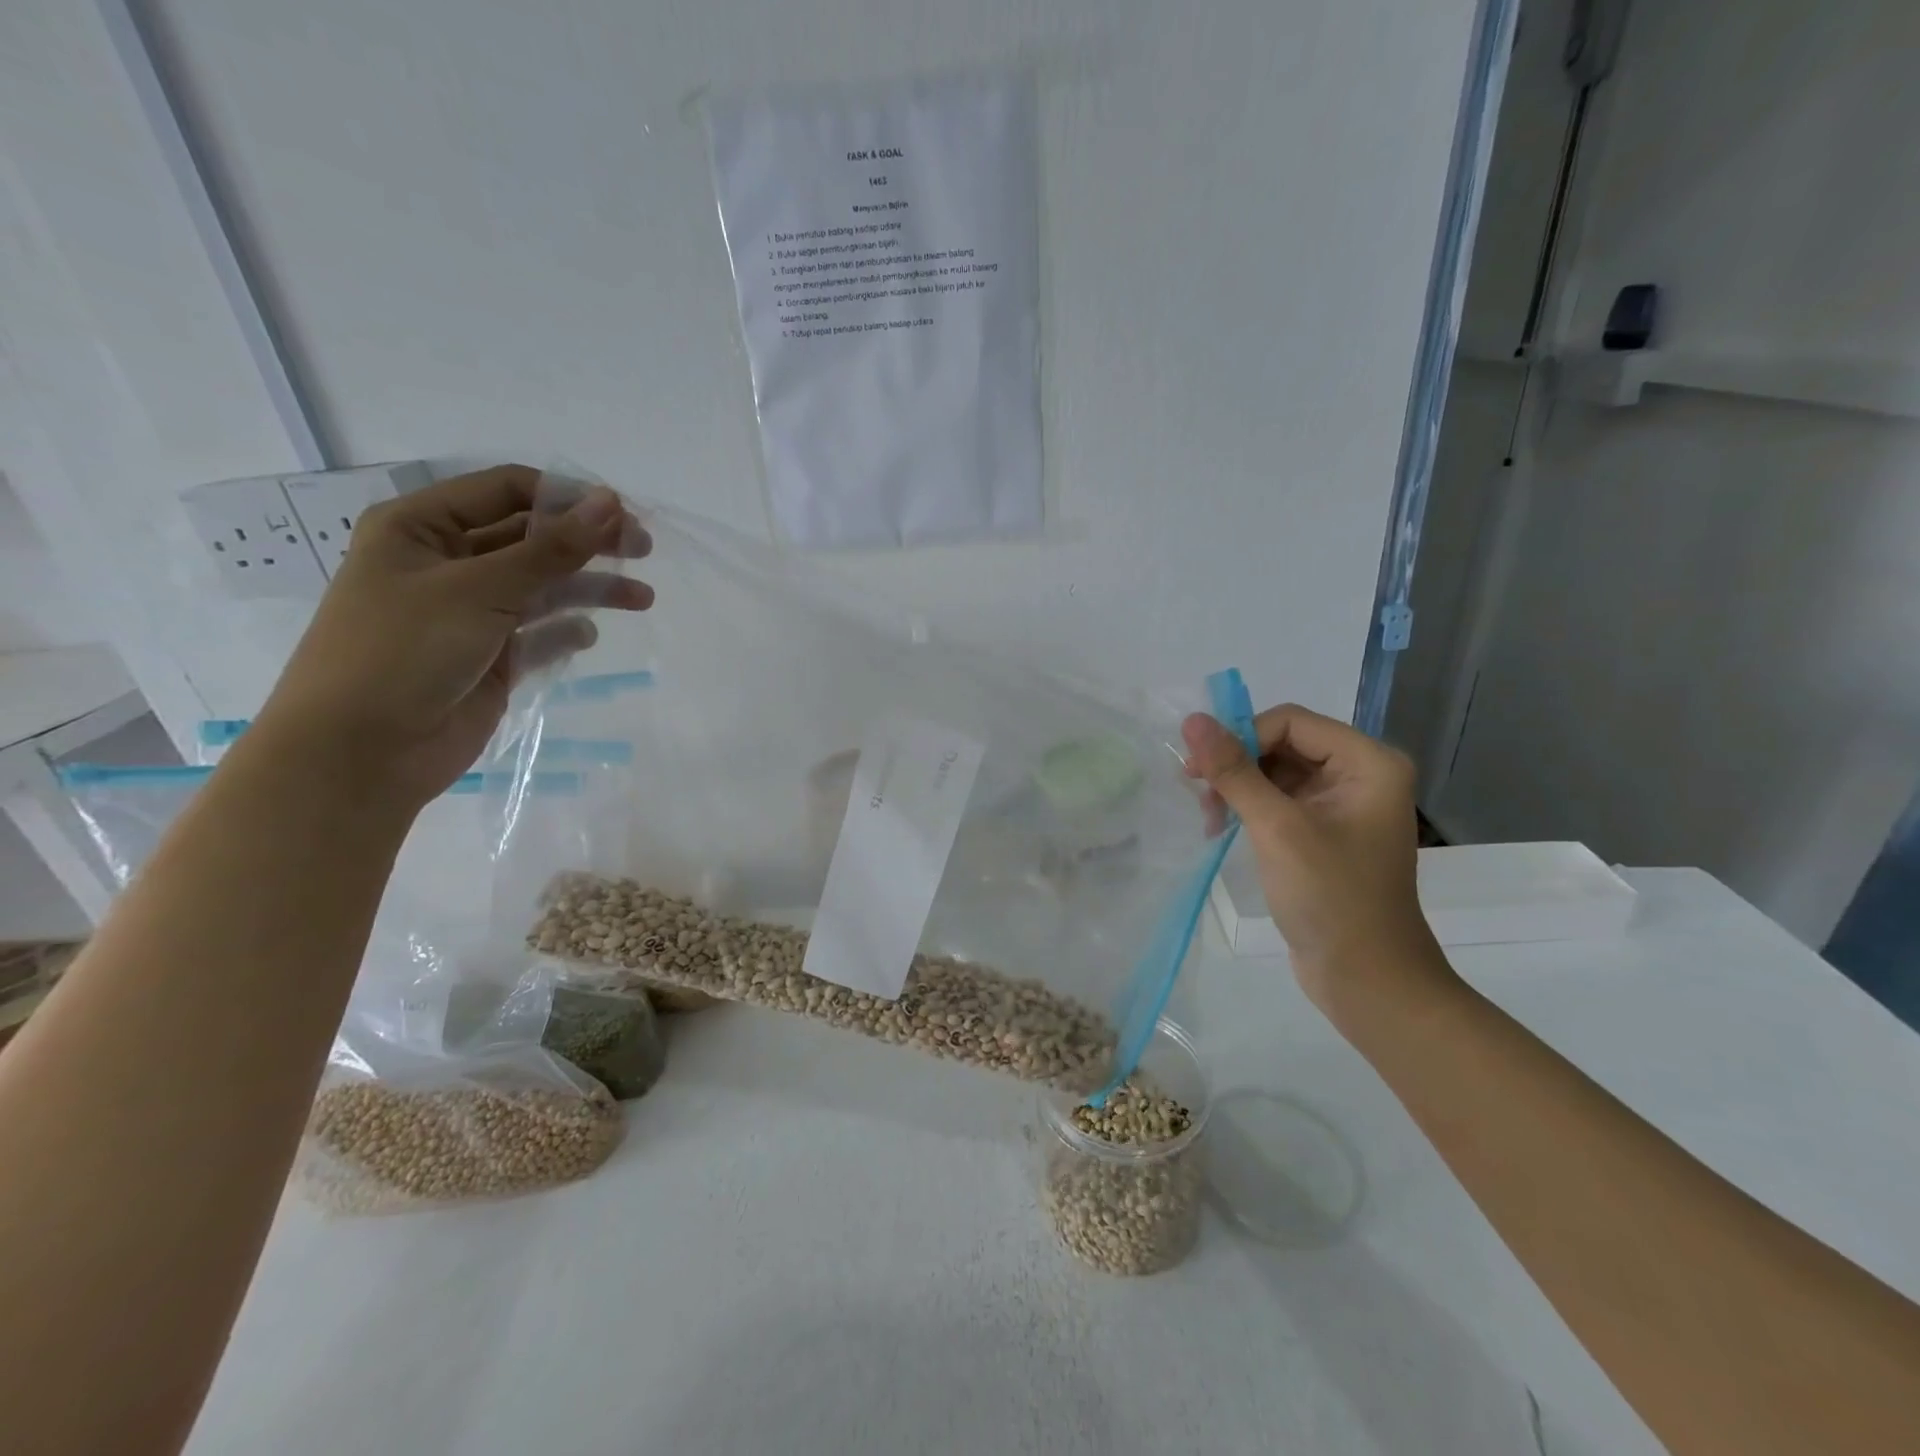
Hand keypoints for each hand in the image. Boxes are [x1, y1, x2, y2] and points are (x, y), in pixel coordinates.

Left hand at [255, 465, 651, 808]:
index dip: (567, 497)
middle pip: (531, 537)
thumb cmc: (403, 652)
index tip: (622, 515)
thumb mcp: (479, 590)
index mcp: (422, 527)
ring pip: (543, 586)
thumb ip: (551, 549)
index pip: (507, 490)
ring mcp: (471, 612)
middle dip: (587, 542)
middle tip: (643, 550)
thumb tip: (611, 503)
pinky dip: (566, 631)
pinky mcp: (491, 657)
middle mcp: (447, 562)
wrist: (362, 753)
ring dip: (590, 588)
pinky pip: (539, 633)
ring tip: (642, 599)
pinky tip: (588, 637)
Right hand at [1183, 705, 1453, 1017]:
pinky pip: (1278, 800)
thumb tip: (1193, 720)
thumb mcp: (1277, 828)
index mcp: (1368, 763)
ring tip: (1208, 818)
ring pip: (1275, 772)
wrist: (1366, 980)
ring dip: (1237, 787)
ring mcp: (1341, 805)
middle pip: (1282, 743)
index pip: (1290, 722)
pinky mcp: (1323, 832)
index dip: (1242, 737)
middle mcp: (1360, 775)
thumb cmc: (1331, 897)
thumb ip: (1234, 771)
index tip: (1200, 769)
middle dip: (1236, 764)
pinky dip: (1247, 808)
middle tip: (1196, 792)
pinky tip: (1220, 828)